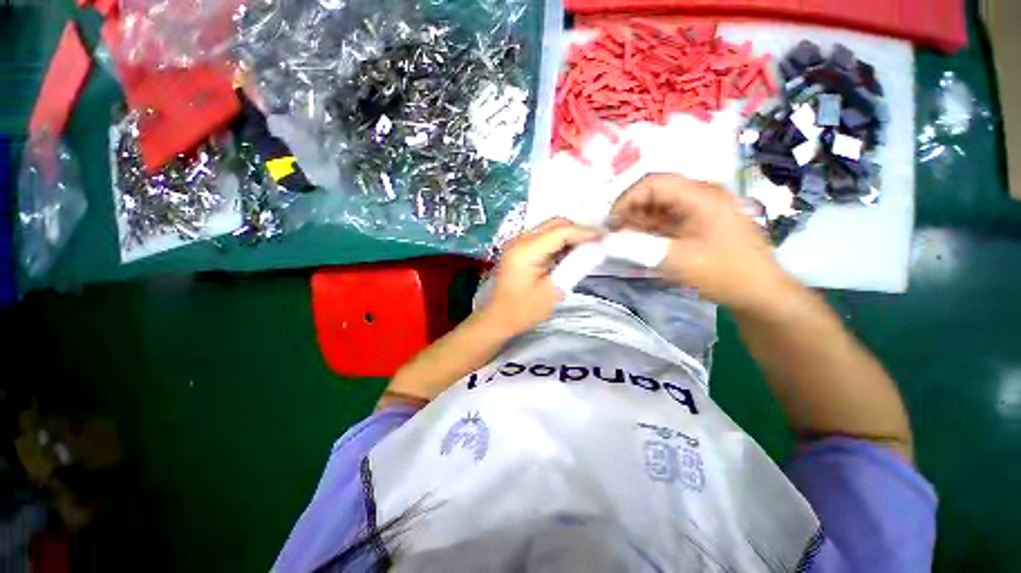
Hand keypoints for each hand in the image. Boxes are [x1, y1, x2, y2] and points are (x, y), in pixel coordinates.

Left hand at [483, 218, 601, 335]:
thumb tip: (595, 249)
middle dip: (579, 230)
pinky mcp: (520, 249)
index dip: (585, 231)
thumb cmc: (523, 310)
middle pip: (555, 224)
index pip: (560, 231)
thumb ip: (574, 267)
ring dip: (570, 234)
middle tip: (599, 240)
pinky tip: (572, 250)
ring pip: (550, 228)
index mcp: (525, 250)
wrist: (497, 319)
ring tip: (589, 245)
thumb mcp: (553, 291)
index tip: (606, 236)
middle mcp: (520, 240)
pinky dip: (560, 241)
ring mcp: (518, 243)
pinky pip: (544, 237)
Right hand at [610, 174, 796, 312]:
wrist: (760, 291)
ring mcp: (704, 206)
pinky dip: (653, 227)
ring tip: (627, 240)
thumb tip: (609, 239)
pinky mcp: (703, 219)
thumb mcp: (676, 260)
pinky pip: (671, 216)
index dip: (626, 200)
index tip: (610, 223)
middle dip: (632, 211)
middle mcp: (702, 193)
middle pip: (656, 192)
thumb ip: (639, 246)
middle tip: (616, 235)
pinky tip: (644, 242)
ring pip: (661, 205)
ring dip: (641, 220)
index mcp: (700, 195)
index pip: (653, 183)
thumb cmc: (722, 273)